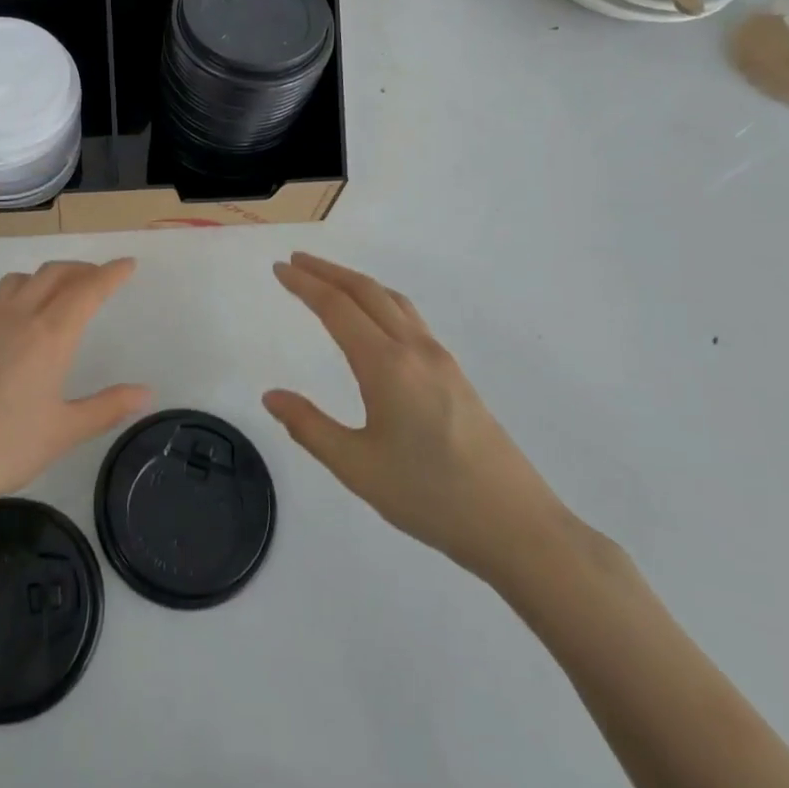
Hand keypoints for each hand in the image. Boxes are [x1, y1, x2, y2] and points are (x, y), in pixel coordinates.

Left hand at [0, 260, 150, 532]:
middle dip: (82, 269)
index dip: (111, 273)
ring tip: (59, 294)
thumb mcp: (64, 432)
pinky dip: (16, 295)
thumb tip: (146, 392)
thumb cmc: (3, 448)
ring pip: (20, 279)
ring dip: (46, 276)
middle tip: (100, 278)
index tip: (128, 264)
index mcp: (49, 334)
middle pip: (54, 274)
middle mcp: (18, 316)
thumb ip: (107, 407)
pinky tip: (15, 322)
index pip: (88, 289)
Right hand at [263, 252, 574, 587]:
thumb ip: (309, 427)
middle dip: (328, 272)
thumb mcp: (357, 467)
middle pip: (367, 292)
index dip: (305, 284)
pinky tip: (376, 321)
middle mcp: (415, 350)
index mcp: (387, 365)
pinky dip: (381, 301)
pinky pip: (410, 319)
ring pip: (393, 301)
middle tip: (296, 261)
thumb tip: (272, 396)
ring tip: (330, 281)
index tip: (279, 268)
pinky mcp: (456, 376)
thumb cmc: (430, 496)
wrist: (517, 526)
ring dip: (357, 283)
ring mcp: (441, 360)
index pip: (337, 307)